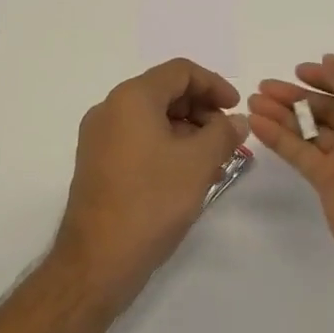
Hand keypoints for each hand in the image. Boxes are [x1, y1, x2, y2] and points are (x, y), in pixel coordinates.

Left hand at [54, 58, 246, 312]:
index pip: (180, 71)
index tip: (236, 110)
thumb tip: (236, 120)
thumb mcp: (198, 163)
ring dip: (186, 130)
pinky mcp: (97, 163)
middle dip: (201, 109)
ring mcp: (99, 137)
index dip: (214, 84)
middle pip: (164, 91)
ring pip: (152, 117)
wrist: (97, 261)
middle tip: (228, 137)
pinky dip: (166, 145)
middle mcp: (110, 109)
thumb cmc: (151, 202)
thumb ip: (223, 133)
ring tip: (214, 160)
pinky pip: (138, 139)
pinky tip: (187, 174)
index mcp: (131, 98)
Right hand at [248, 54, 333, 278]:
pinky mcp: (328, 181)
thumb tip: (330, 61)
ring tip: (251, 101)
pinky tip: (255, 123)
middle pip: (326, 107)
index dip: (325, 77)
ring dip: (281, 113)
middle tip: (263, 85)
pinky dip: (278, 138)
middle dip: (295, 95)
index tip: (297, 70)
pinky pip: (300, 153)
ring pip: (309, 129)